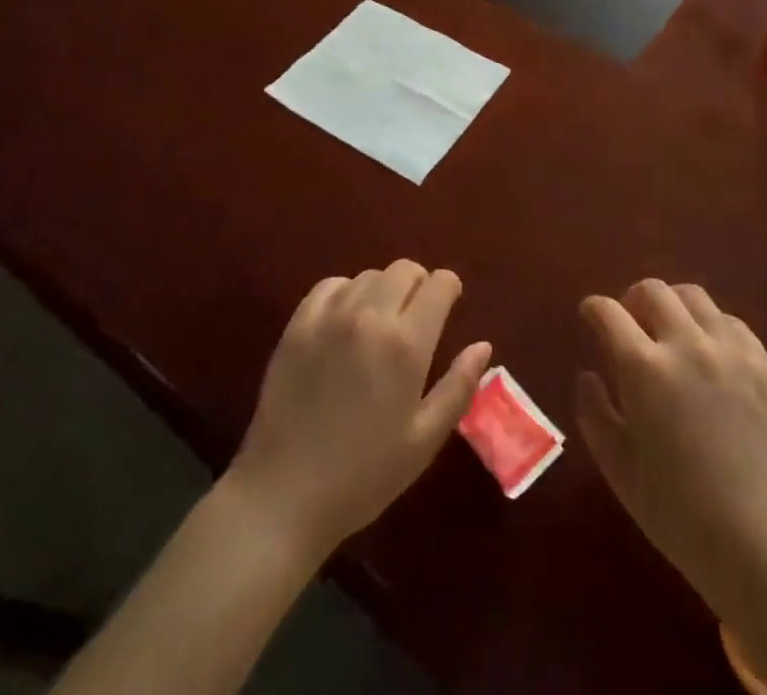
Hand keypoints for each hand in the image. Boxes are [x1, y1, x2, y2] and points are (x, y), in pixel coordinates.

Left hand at [226, 261, 491, 555]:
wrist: (283, 497)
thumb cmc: (363, 476)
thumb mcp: (424, 441)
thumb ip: (458, 387)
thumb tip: (483, 345)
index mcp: (406, 344)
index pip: (440, 283)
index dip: (450, 289)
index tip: (449, 307)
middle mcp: (370, 316)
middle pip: (405, 269)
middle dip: (419, 285)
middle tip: (417, 318)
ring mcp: (329, 317)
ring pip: (369, 275)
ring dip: (383, 290)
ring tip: (380, 324)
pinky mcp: (297, 325)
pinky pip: (330, 285)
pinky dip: (346, 293)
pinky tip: (345, 322)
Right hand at [576, 280, 766, 615]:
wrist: (761, 544)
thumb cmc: (678, 514)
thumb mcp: (619, 469)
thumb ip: (594, 413)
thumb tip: (587, 375)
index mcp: (644, 368)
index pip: (609, 312)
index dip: (593, 308)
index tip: (590, 314)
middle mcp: (686, 344)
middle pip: (652, 290)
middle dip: (632, 299)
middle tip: (630, 322)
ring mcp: (729, 350)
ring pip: (693, 296)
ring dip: (672, 305)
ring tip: (670, 331)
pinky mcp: (763, 363)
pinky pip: (730, 321)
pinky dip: (710, 325)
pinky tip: (709, 352)